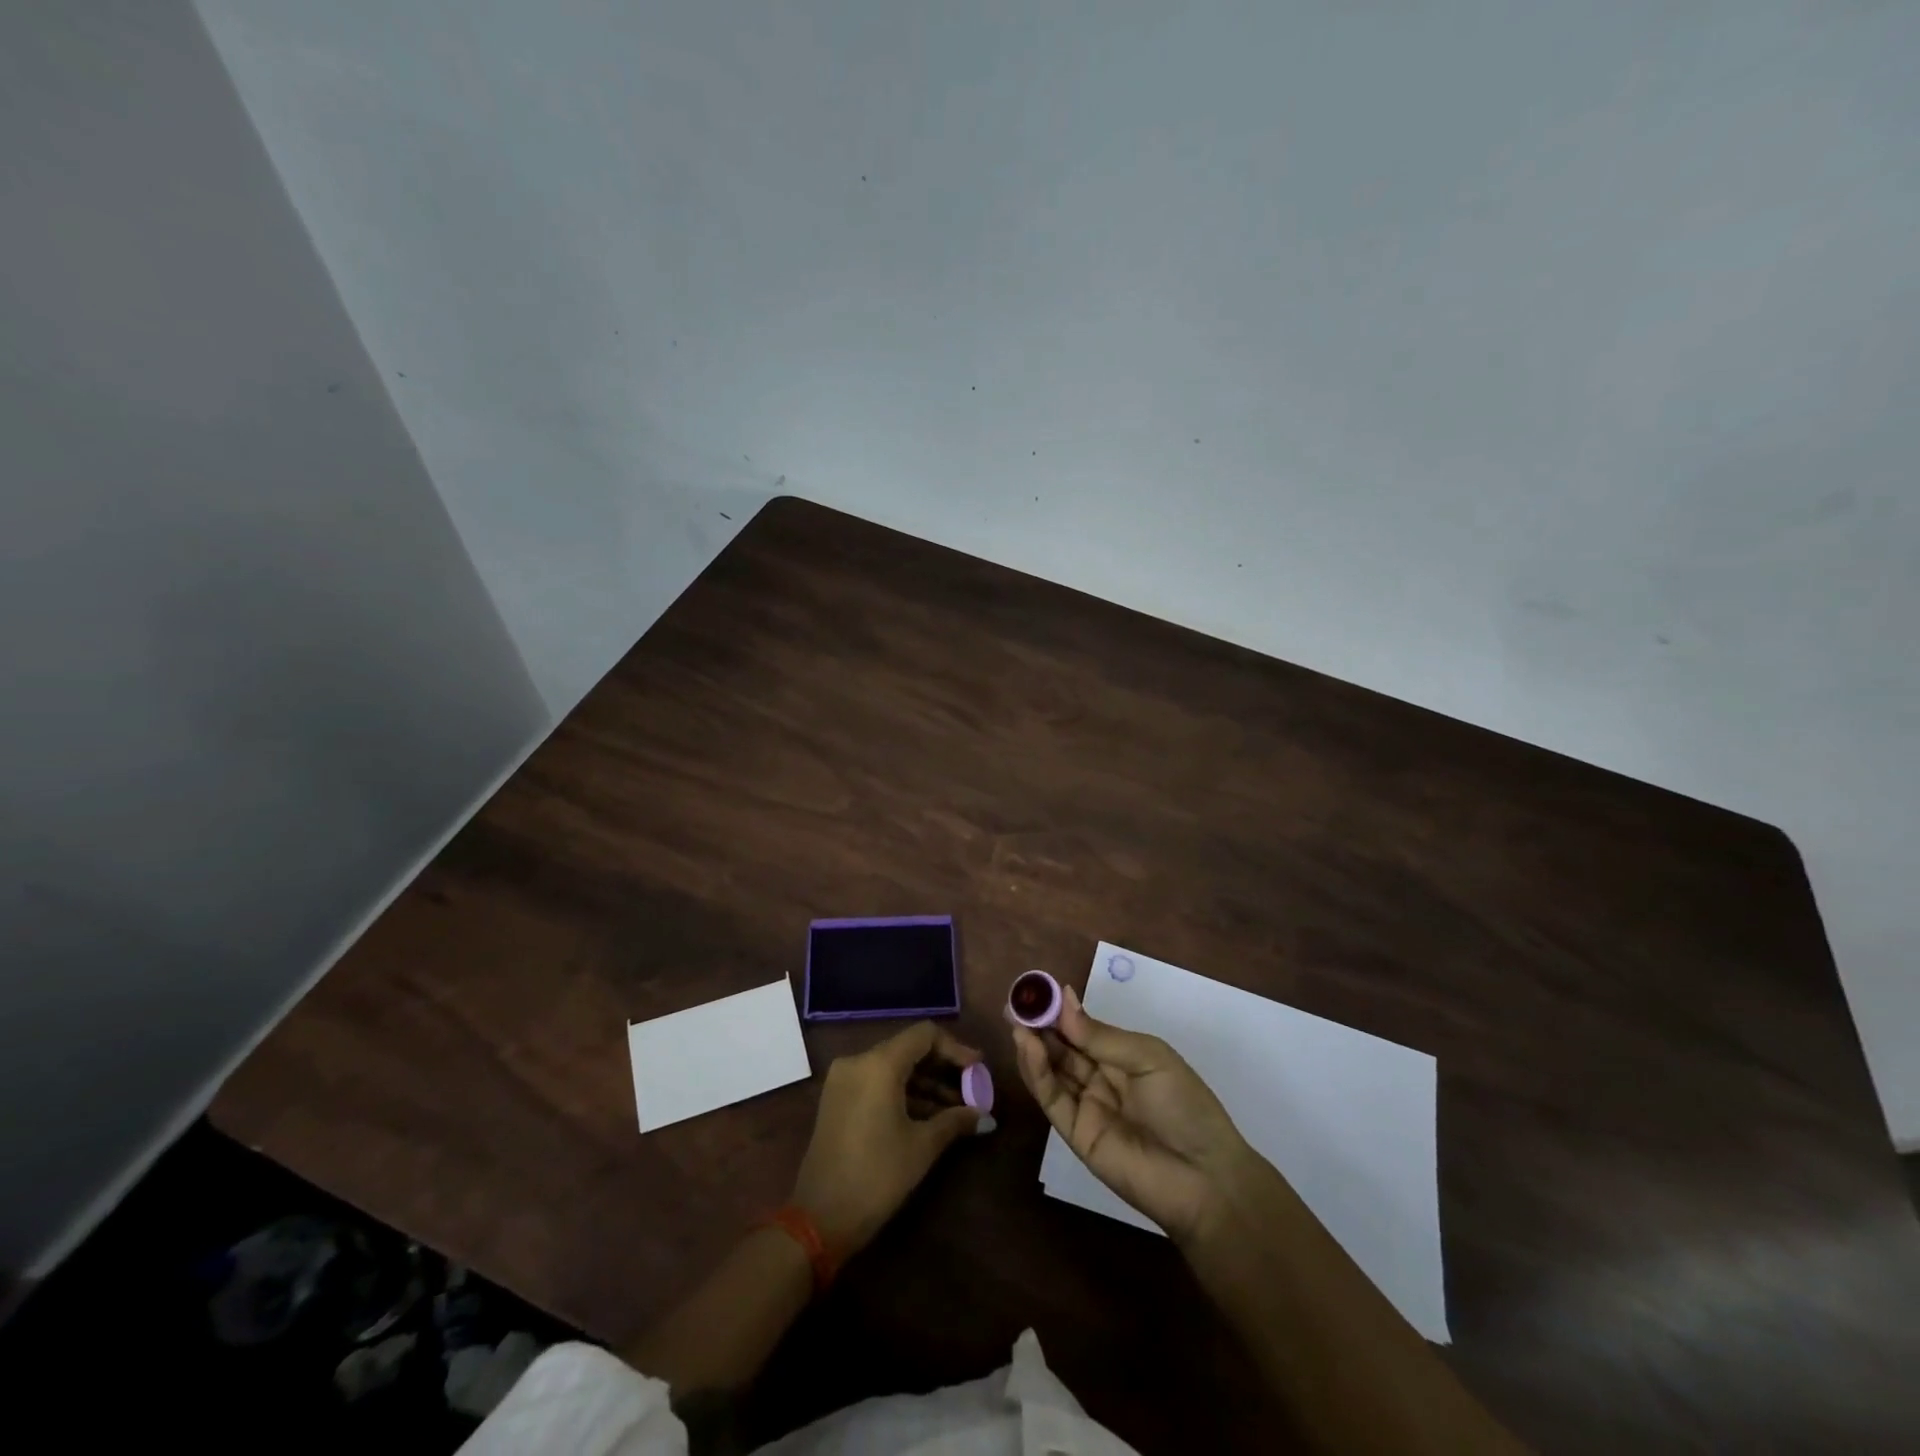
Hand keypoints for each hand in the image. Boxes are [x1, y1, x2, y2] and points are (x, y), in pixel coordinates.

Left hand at [790, 1021, 986, 1260]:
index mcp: (879, 1064)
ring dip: (924, 1084)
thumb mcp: (921, 1147)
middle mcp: (858, 1061)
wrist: (819, 1219)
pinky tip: (928, 1116)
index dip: (955, 1048)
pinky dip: (903, 1093)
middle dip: (942, 1069)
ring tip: (956, 1110)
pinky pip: (877, 1083)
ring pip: (893, 1068)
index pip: (924, 1035)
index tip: (978, 1069)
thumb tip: (985, 1115)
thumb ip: (955, 1121)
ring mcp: (844, 1080)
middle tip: (971, 1090)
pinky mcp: (837, 1099)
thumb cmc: (876, 1176)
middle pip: (909, 1049)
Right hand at [1011, 983, 1252, 1243]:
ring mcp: (1087, 1107)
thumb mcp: (1148, 1058)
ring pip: (1052, 1071)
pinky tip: (1028, 1048)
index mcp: (1123, 1057)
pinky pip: (1052, 1099)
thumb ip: (1101, 1036)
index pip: (1083, 1030)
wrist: (1205, 1179)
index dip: (1061, 1011)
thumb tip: (1063, 999)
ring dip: (1033, 1046)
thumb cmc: (1185, 1106)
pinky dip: (1037, 1073)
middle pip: (1063, 1048)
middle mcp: (1101, 1079)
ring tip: (1017, 1021)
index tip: (1038, 991)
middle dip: (1040, 1026)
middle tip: (1015, 1003)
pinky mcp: (1076, 1134)